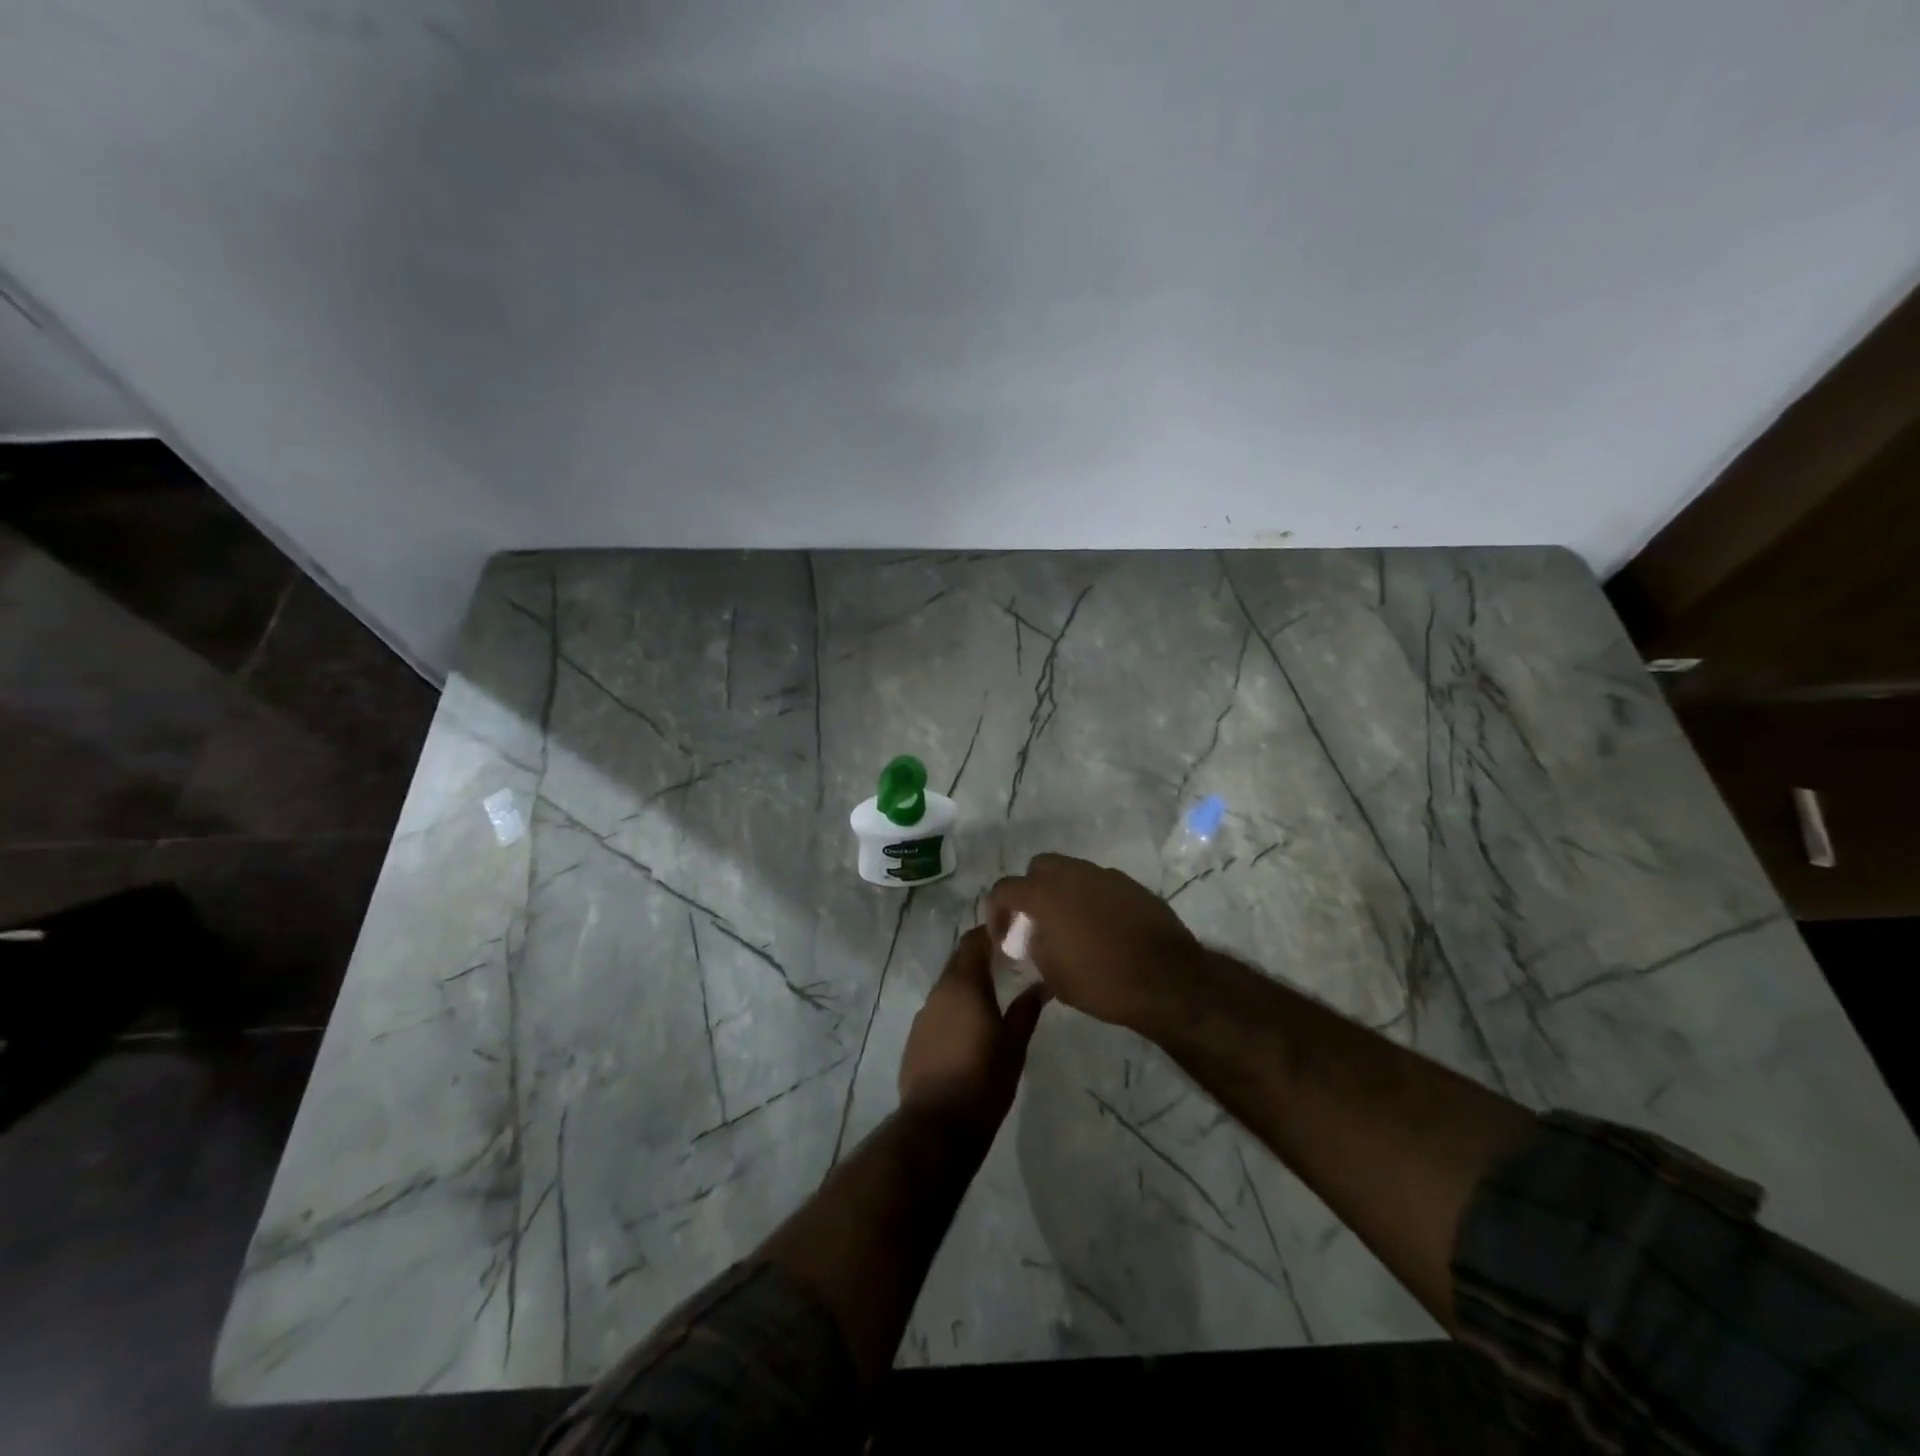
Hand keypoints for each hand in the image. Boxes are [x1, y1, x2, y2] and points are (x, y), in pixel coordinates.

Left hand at [898, 926, 1048, 1138]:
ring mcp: (924, 1014)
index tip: (1014, 933)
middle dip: (982, 956)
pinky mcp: (916, 1036)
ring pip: (949, 985)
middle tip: (1010, 961)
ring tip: (995, 994)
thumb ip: (1027, 1010)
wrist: (936, 1126)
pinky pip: (939, 1008)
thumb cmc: (983, 1080)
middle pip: (960, 960)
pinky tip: (972, 1024)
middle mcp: (939, 991)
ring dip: (969, 982)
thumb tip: (1043, 984)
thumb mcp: (1014, 1045)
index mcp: (964, 985)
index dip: (992, 932)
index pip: (974, 941)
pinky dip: (956, 1006)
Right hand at [987, 854, 1202, 1033]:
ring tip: (1069, 925)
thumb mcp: (1053, 975)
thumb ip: (1034, 947)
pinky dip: (1090, 898)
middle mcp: (1072, 874)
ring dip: (1062, 892)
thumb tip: (1030, 937)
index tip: (1003, 936)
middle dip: (1031, 890)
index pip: (1004, 889)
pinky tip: (1100, 927)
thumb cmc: (1102, 982)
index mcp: (1045, 894)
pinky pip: (1099, 883)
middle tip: (1036, 921)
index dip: (996, 911)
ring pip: (1071, 871)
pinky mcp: (1131, 884)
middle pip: (1039, 867)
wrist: (1168, 980)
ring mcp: (1105, 876)